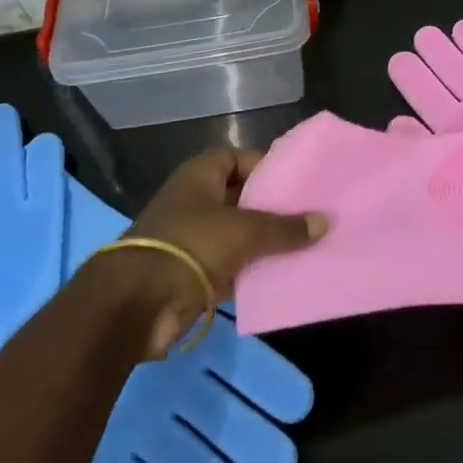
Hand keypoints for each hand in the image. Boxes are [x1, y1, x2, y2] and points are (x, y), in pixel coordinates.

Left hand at [104, 148, 326, 356]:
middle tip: (313, 213)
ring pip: (239, 235)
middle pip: (242, 198)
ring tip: (310, 244)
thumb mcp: (244, 231)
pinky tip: (287, 275)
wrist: (137, 303)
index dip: (266, 166)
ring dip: (267, 242)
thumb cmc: (191, 245)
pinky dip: (255, 271)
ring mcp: (194, 239)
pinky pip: (233, 267)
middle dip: (274, 207)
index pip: (238, 159)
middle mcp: (196, 202)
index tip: (299, 180)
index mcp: (200, 176)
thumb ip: (285, 227)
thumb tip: (324, 222)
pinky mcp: (194, 275)